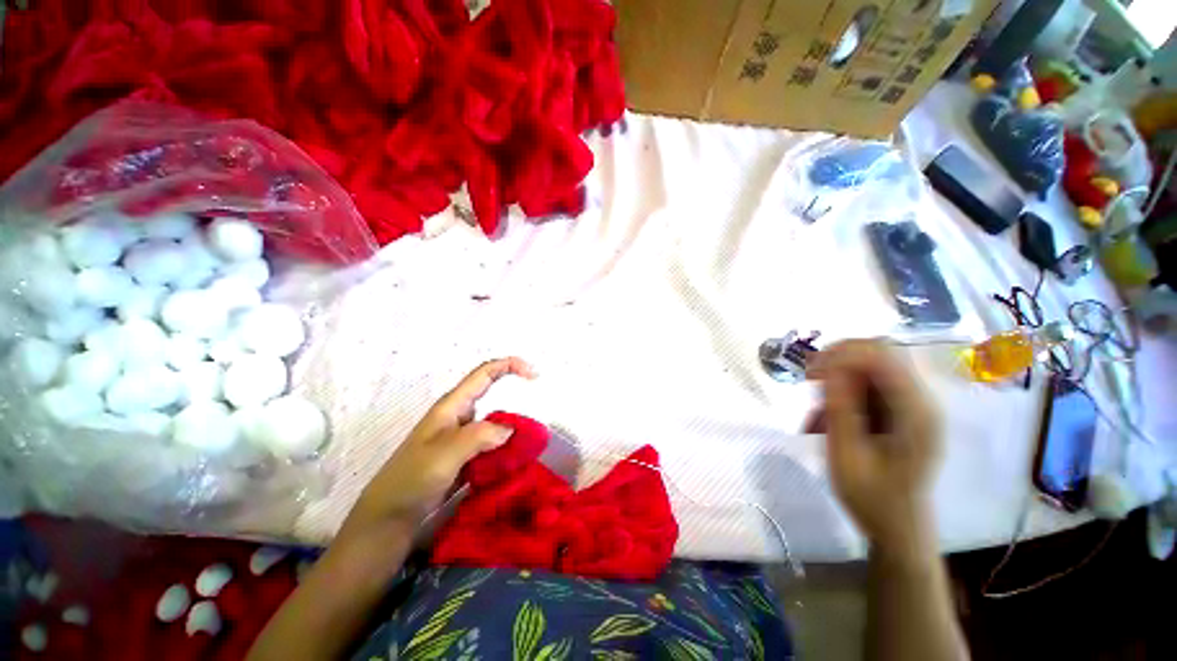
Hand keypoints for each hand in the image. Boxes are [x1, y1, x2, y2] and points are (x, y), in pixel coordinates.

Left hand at [339, 357, 536, 540]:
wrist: (388, 520)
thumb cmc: (411, 481)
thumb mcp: (445, 454)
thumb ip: (480, 436)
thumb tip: (510, 429)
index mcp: (452, 406)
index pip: (484, 374)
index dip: (509, 366)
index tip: (534, 375)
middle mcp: (458, 417)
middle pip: (492, 395)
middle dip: (516, 397)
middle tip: (535, 415)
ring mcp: (460, 438)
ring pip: (493, 422)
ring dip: (512, 428)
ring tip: (530, 441)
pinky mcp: (463, 457)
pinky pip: (491, 444)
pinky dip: (505, 447)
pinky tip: (514, 459)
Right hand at [809, 340, 941, 556]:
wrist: (898, 526)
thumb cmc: (872, 498)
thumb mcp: (847, 456)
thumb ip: (842, 410)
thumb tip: (830, 367)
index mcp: (917, 414)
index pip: (884, 356)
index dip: (844, 354)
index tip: (812, 374)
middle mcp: (923, 401)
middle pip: (882, 350)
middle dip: (841, 356)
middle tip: (812, 379)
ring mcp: (915, 404)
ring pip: (873, 362)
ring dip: (840, 372)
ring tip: (818, 400)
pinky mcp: (903, 409)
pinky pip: (871, 380)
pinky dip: (845, 386)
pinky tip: (830, 410)